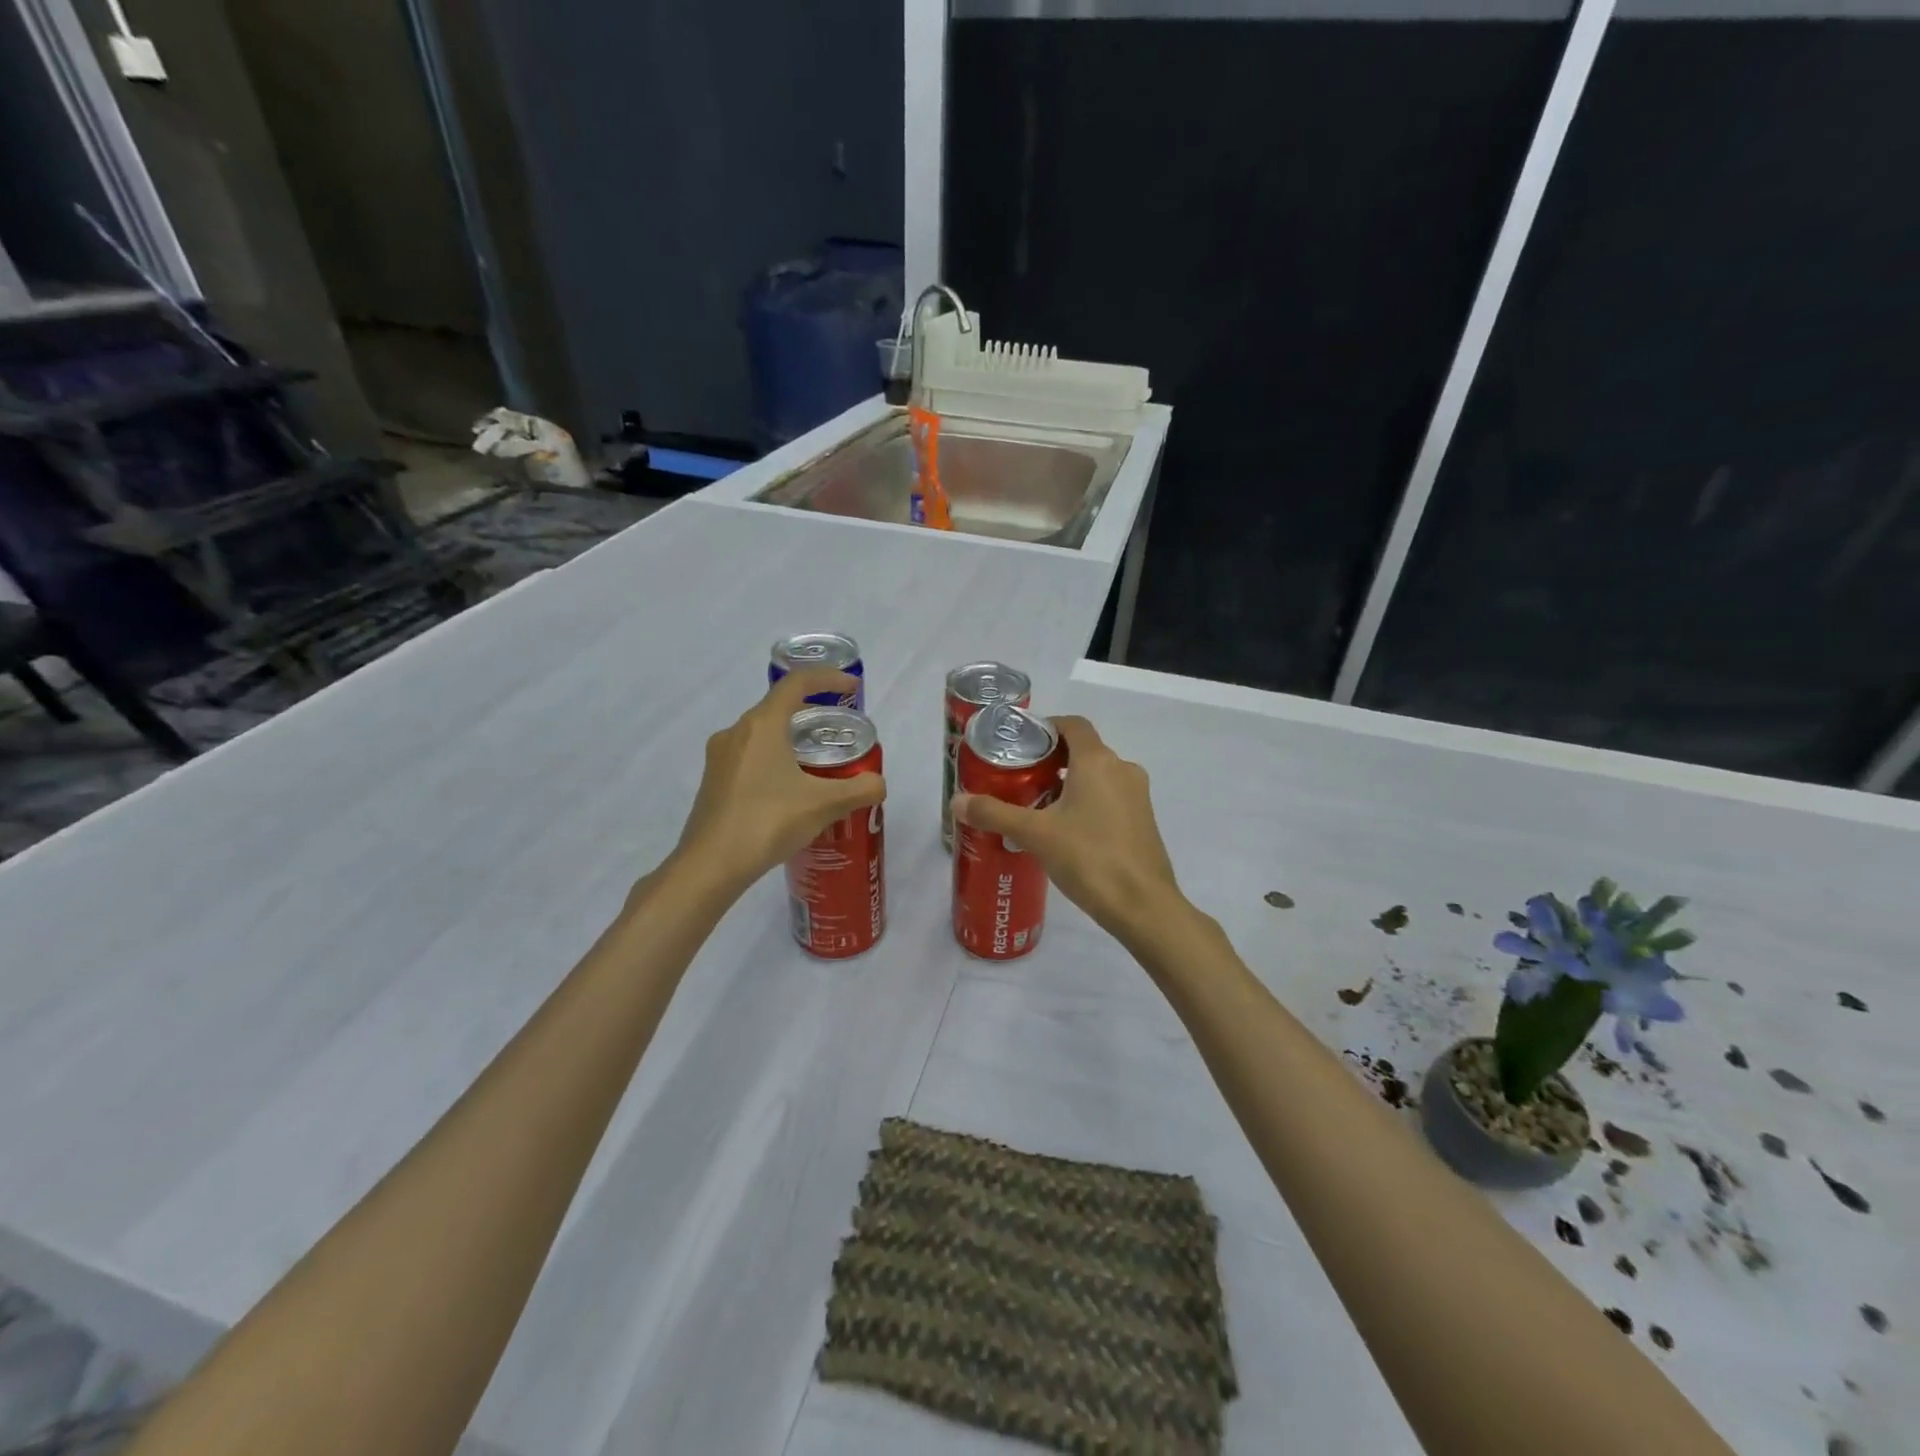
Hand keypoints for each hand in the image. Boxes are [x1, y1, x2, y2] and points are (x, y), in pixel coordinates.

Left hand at [670, 668, 885, 894]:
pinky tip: (790, 790)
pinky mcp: (713, 782)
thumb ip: (859, 789)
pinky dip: (774, 760)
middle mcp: (736, 732)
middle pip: (778, 707)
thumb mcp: (823, 805)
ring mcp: (720, 758)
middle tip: (838, 731)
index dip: (828, 678)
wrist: (710, 866)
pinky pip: (750, 757)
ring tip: (818, 762)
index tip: (852, 688)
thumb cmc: (767, 822)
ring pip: (762, 734)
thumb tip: (879, 784)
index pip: (797, 683)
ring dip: (791, 738)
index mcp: (761, 725)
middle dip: (811, 712)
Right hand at [952, 715, 1186, 946]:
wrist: (1143, 906)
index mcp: (1098, 761)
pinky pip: (1110, 798)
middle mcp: (1122, 769)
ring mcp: (1137, 796)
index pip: (1073, 725)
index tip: (1021, 743)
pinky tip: (1065, 831)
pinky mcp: (1143, 821)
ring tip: (1037, 806)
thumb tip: (956, 801)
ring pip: (1098, 776)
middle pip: (1084, 750)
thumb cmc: (1089, 858)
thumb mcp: (1035, 834)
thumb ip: (995, 814)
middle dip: (1052, 760)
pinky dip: (1087, 802)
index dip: (1047, 727)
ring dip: (1070, 783)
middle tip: (1019, 778)